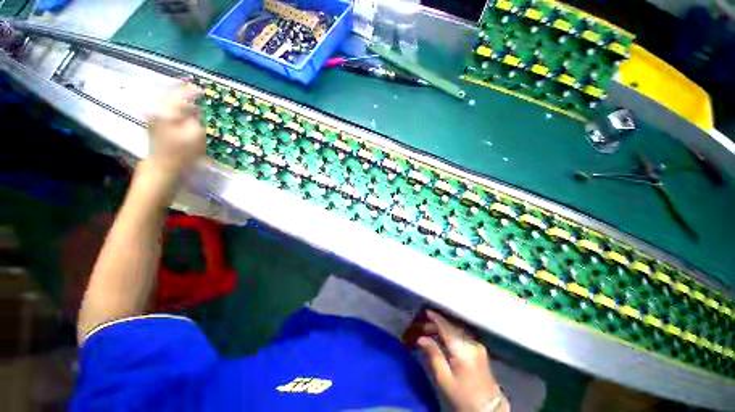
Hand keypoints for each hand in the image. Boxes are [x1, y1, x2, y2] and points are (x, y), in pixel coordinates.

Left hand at [145, 83, 204, 176]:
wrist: (164, 166)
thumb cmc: (183, 152)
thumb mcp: (196, 134)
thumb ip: (195, 117)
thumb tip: (193, 109)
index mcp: (167, 111)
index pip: (181, 96)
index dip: (193, 92)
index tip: (203, 91)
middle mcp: (156, 109)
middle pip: (168, 93)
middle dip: (180, 88)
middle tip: (189, 82)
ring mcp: (152, 116)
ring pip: (163, 99)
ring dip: (174, 94)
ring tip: (185, 91)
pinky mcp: (152, 123)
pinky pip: (162, 106)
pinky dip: (170, 102)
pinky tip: (177, 103)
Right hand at [417, 310, 508, 411]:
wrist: (488, 409)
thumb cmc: (463, 395)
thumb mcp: (444, 378)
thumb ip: (433, 354)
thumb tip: (421, 338)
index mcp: (462, 349)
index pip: (446, 327)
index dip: (435, 318)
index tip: (426, 312)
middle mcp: (471, 343)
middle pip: (451, 327)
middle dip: (437, 324)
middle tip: (423, 327)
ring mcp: (477, 345)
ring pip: (457, 330)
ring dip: (444, 328)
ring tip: (431, 331)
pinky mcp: (479, 349)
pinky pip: (462, 335)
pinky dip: (451, 333)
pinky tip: (443, 337)